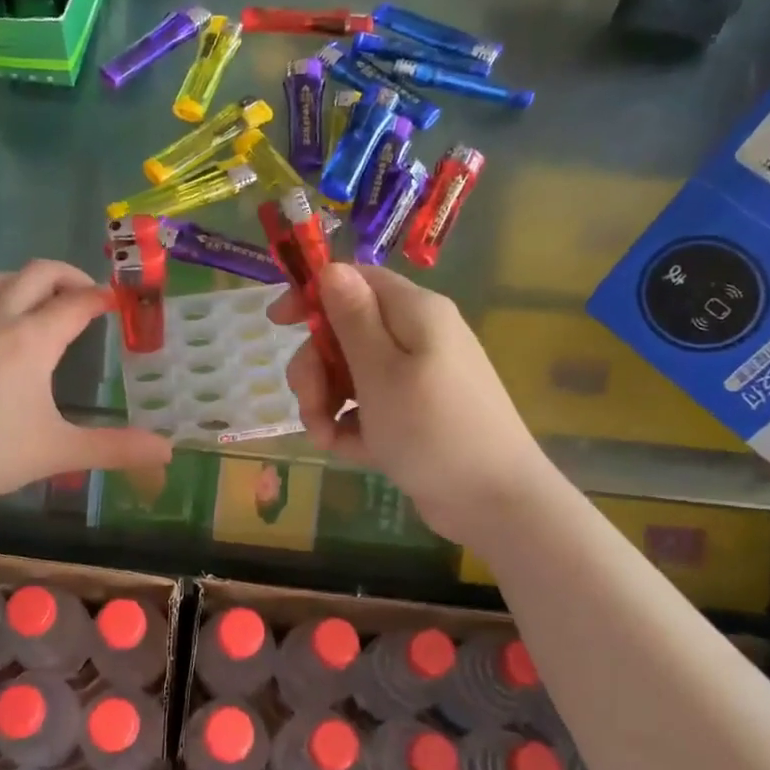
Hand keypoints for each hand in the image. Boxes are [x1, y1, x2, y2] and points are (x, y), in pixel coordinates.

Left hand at [0, 261, 172, 506]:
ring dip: (34, 281)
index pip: (76, 303)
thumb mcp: (59, 451)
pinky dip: (7, 296)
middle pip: (38, 273)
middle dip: (70, 276)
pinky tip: (8, 330)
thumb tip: (167, 450)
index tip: (122, 301)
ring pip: (4, 280)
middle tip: (91, 297)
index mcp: (32, 340)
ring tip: (52, 305)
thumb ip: (115, 448)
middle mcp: (0, 320)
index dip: (102, 298)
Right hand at [268, 263, 546, 546]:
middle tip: (311, 406)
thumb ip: (353, 318)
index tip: (276, 324)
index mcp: (414, 312)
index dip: (312, 296)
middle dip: (316, 368)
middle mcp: (416, 337)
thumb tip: (332, 267)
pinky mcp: (413, 413)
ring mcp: (415, 377)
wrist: (493, 501)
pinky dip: (353, 426)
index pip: (354, 281)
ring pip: (350, 373)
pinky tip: (351, 451)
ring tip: (327, 440)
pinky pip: (368, 407)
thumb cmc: (433, 429)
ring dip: (327, 403)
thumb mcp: (381, 371)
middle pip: (344, 332)